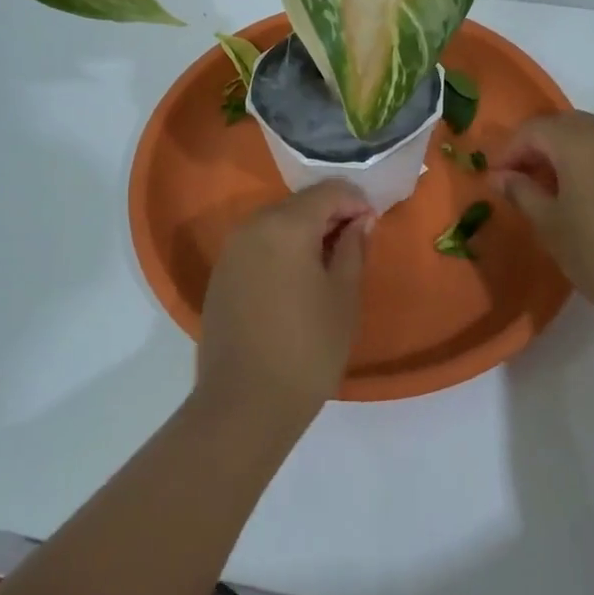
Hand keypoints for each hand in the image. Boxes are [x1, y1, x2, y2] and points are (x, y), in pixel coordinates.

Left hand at [196, 181, 372, 428]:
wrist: (245, 402)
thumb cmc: (308, 348)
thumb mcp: (344, 297)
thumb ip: (353, 248)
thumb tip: (359, 221)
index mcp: (286, 225)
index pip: (328, 191)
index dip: (356, 202)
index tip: (373, 226)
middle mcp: (252, 226)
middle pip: (299, 204)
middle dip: (329, 216)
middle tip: (354, 245)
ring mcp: (231, 250)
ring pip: (276, 223)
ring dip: (304, 232)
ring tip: (327, 265)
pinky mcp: (220, 274)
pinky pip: (258, 245)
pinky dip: (281, 250)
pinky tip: (295, 281)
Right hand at [491, 112, 593, 334]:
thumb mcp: (548, 224)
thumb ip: (521, 192)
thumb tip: (498, 176)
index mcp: (576, 141)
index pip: (532, 130)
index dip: (509, 152)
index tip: (497, 181)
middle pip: (565, 125)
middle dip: (539, 148)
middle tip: (524, 182)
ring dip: (575, 148)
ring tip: (563, 182)